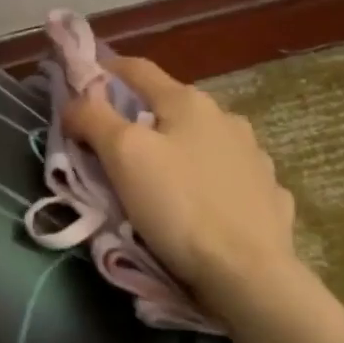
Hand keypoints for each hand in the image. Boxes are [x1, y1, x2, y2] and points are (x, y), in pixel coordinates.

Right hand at [63, 56, 300, 308]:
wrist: (248, 273)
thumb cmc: (179, 206)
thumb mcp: (123, 155)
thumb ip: (94, 119)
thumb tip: (76, 101)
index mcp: (188, 103)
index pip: (137, 69)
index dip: (104, 70)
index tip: (80, 83)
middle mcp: (226, 119)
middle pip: (170, 107)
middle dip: (138, 118)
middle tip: (112, 145)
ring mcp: (254, 156)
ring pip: (202, 142)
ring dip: (178, 149)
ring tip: (159, 180)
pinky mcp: (267, 194)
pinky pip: (228, 177)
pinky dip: (207, 180)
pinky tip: (200, 202)